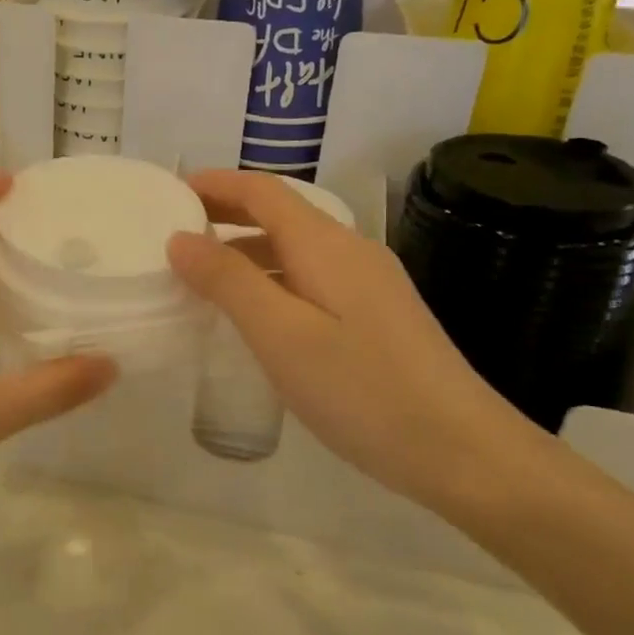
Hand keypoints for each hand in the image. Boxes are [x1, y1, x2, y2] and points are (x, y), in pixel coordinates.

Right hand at [167, 170, 553, 514]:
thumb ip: (228, 281)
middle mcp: (350, 251)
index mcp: (325, 244)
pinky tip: (256, 315)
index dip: (216, 183)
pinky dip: (271, 279)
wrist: (462, 451)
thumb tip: (181, 239)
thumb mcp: (280, 334)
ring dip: (247, 249)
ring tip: (202, 275)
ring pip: (295, 249)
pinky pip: (311, 278)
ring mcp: (369, 283)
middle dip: (227, 213)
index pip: (263, 191)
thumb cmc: (362, 389)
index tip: (170, 192)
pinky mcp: (377, 316)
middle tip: (176, 231)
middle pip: (280, 213)